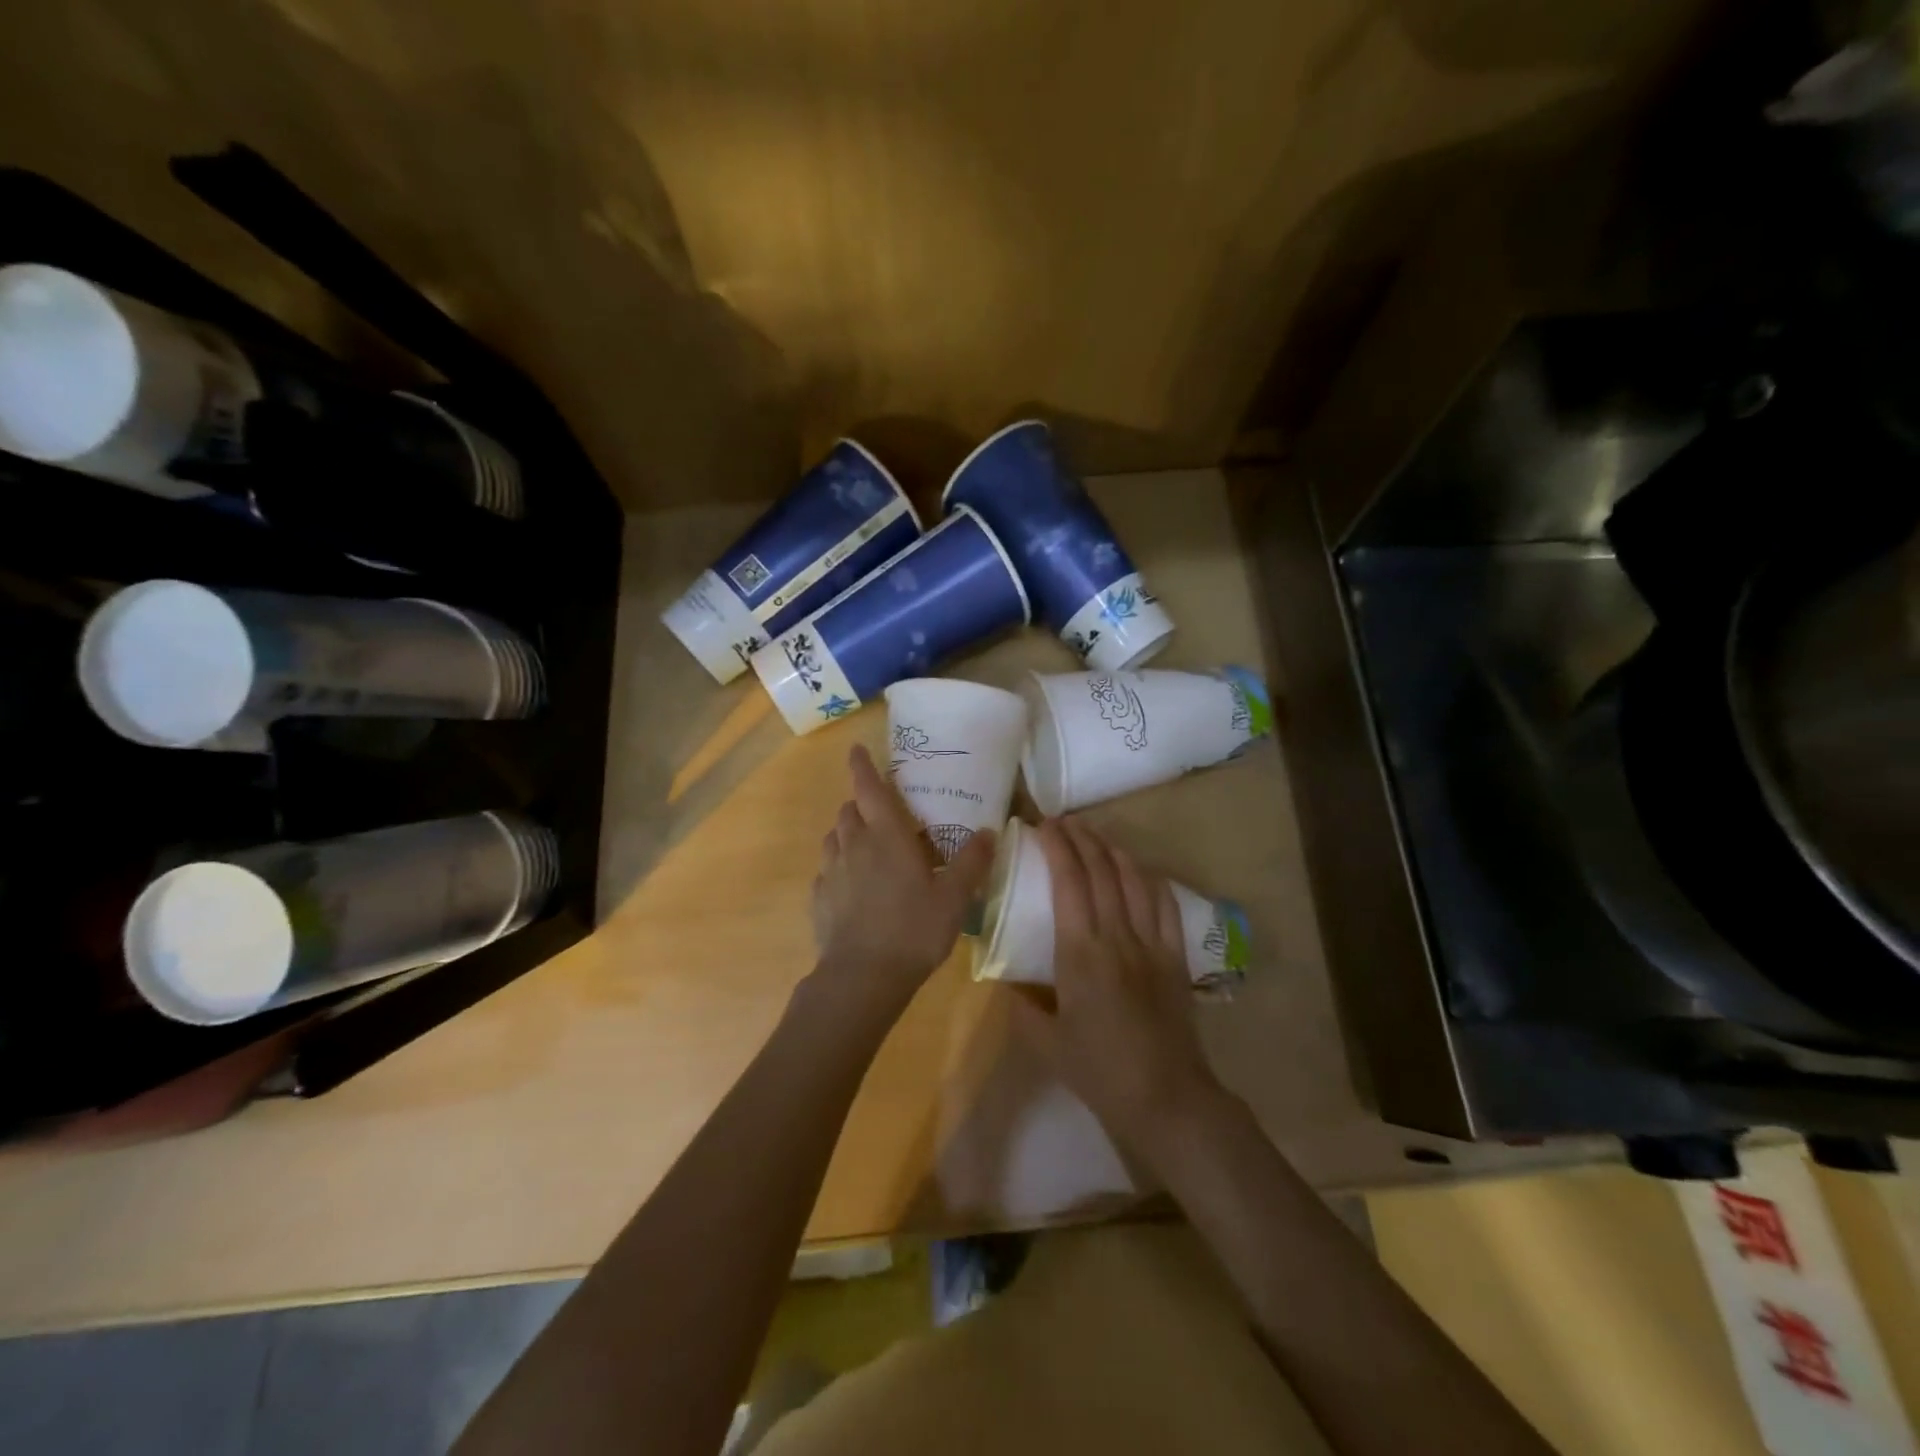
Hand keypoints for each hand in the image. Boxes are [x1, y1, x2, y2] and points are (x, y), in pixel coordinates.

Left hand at [809, 745, 995, 1015]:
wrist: (863, 977)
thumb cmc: (913, 929)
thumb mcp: (954, 897)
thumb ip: (971, 862)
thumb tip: (988, 832)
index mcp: (886, 836)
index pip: (869, 788)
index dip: (862, 766)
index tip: (856, 749)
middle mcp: (854, 845)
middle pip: (849, 810)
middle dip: (861, 804)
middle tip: (881, 813)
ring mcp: (831, 872)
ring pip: (834, 838)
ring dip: (848, 833)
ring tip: (867, 848)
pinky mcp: (819, 899)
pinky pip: (826, 871)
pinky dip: (838, 868)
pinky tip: (852, 887)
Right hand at [1010, 818, 1223, 1159]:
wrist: (1165, 1097)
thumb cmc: (1098, 1071)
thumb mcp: (1045, 1042)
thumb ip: (1020, 1005)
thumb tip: (1002, 979)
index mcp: (1081, 953)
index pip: (1069, 882)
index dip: (1057, 847)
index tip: (1043, 826)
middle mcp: (1117, 936)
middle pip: (1101, 870)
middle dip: (1082, 838)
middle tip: (1064, 821)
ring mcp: (1151, 943)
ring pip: (1134, 880)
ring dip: (1114, 850)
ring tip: (1096, 835)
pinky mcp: (1175, 955)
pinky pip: (1165, 905)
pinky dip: (1150, 879)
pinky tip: (1139, 870)